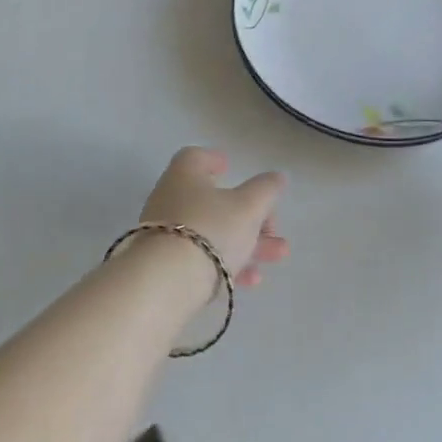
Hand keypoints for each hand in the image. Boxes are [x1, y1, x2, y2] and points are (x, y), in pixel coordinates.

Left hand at [138, 147, 288, 286]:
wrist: (166, 283)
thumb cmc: (210, 229)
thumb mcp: (248, 207)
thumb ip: (265, 190)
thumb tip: (276, 177)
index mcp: (184, 175)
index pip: (195, 157)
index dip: (213, 160)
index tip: (230, 168)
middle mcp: (169, 199)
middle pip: (212, 201)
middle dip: (248, 215)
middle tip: (273, 228)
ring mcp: (165, 234)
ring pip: (211, 232)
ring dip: (246, 242)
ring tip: (277, 255)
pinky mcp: (165, 266)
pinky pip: (201, 258)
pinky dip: (226, 263)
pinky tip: (251, 280)